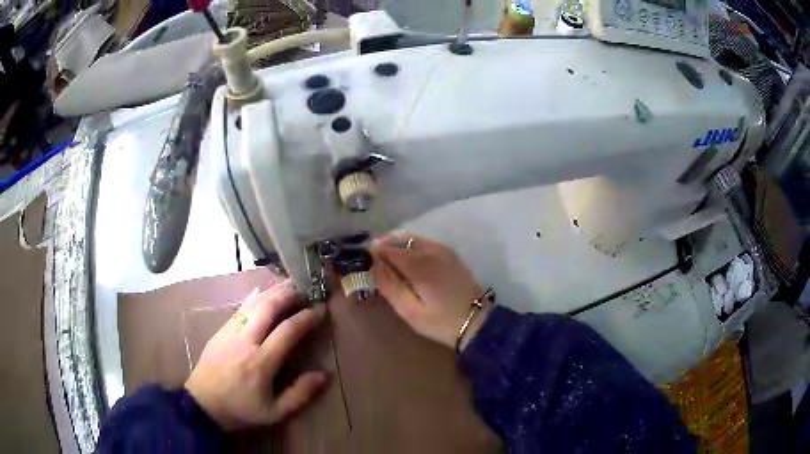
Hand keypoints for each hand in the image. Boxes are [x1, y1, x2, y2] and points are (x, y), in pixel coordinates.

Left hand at [184, 281, 327, 430]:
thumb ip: (300, 394)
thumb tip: (323, 374)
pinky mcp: (220, 331)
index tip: (320, 311)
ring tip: (287, 286)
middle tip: (304, 290)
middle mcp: (246, 341)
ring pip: (253, 304)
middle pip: (268, 308)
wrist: (203, 404)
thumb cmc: (241, 410)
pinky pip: (239, 309)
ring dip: (272, 292)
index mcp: (262, 362)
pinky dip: (253, 298)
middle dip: (288, 295)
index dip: (306, 318)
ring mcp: (230, 333)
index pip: (287, 331)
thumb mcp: (275, 412)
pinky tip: (261, 293)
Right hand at [371, 234, 491, 349]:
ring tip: (388, 263)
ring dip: (397, 245)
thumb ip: (390, 286)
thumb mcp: (410, 311)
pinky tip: (408, 264)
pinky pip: (423, 243)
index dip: (373, 252)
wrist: (477, 321)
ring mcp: (443, 250)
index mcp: (419, 264)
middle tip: (373, 262)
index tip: (362, 261)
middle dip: (383, 246)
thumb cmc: (441, 322)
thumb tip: (373, 265)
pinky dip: (410, 247)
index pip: (388, 248)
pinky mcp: (450, 254)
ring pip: (412, 239)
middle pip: (399, 239)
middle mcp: (431, 250)